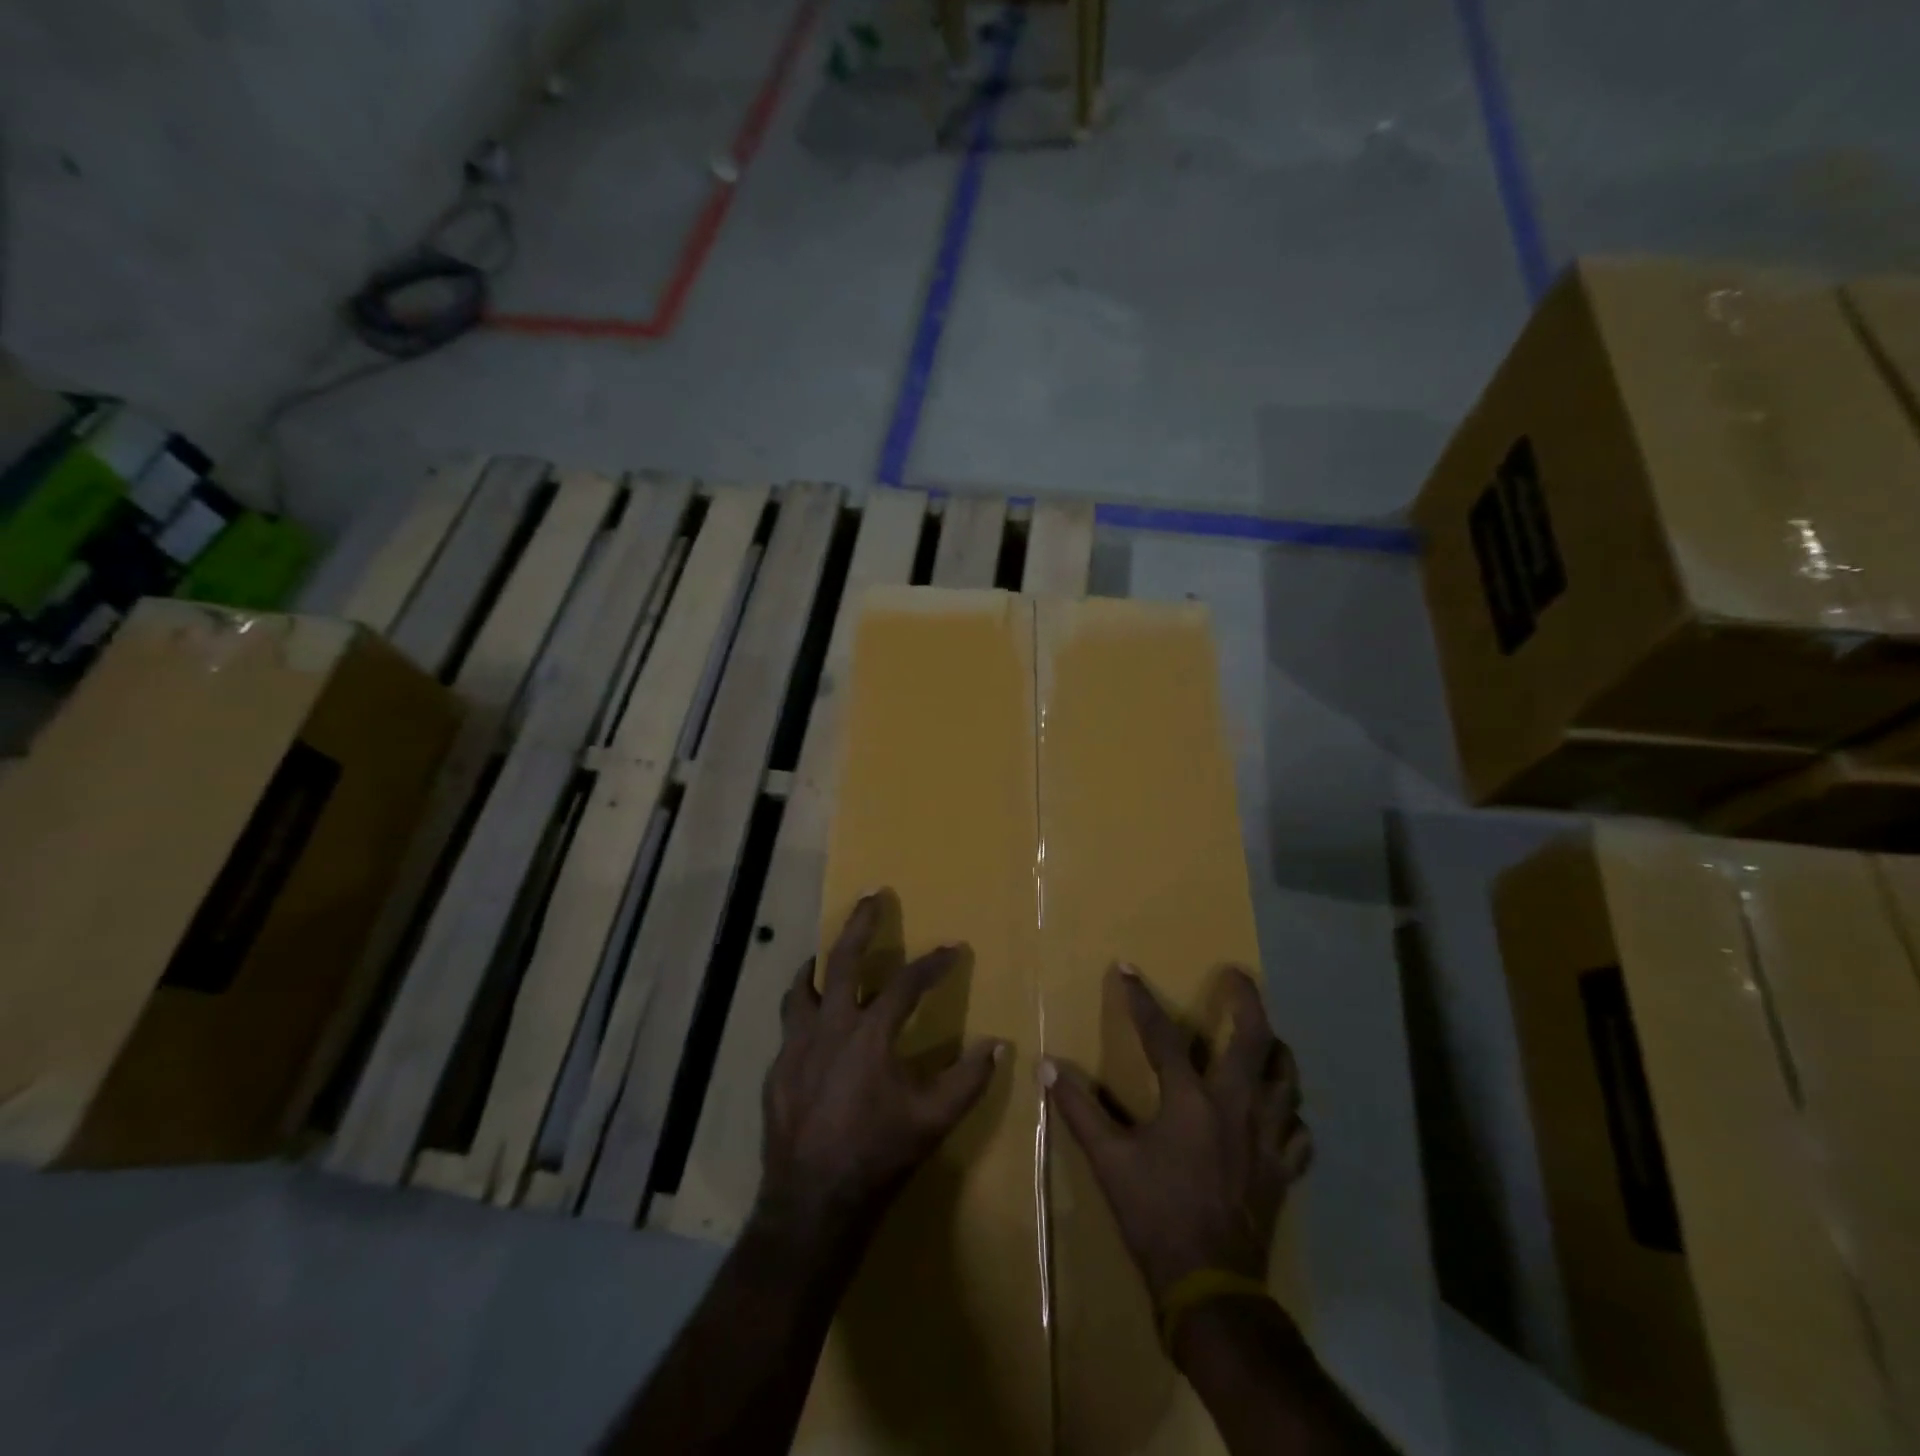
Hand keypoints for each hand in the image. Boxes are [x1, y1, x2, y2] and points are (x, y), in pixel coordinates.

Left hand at [758, 890, 1005, 1241]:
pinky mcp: (776, 1069)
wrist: (812, 1202)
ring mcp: (796, 1046)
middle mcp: (830, 1027)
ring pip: (802, 987)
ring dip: (817, 965)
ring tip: (823, 954)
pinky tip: (810, 1023)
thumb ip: (968, 1080)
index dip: (934, 963)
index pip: (907, 983)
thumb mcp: (933, 1120)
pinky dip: (802, 1010)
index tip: (954, 948)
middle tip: (872, 895)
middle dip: (860, 923)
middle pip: (843, 960)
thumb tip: (998, 1044)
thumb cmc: (878, 1155)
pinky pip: (788, 1025)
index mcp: (870, 1034)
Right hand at [1046, 965, 1310, 1306]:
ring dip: (1277, 1052)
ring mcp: (1267, 1138)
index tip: (1128, 969)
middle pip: (1255, 1040)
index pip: (1162, 1035)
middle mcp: (1236, 1107)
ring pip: (1287, 1081)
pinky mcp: (1283, 1171)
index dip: (1141, 999)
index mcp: (1190, 1100)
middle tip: (1238, 976)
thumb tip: (1047, 1067)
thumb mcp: (1109, 1161)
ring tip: (1267, 1038)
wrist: (1210, 1286)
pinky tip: (1281, 1114)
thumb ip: (1078, 1109)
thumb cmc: (1155, 1215)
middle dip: (1247, 1000)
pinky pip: (1299, 1132)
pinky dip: (1290, 1115)